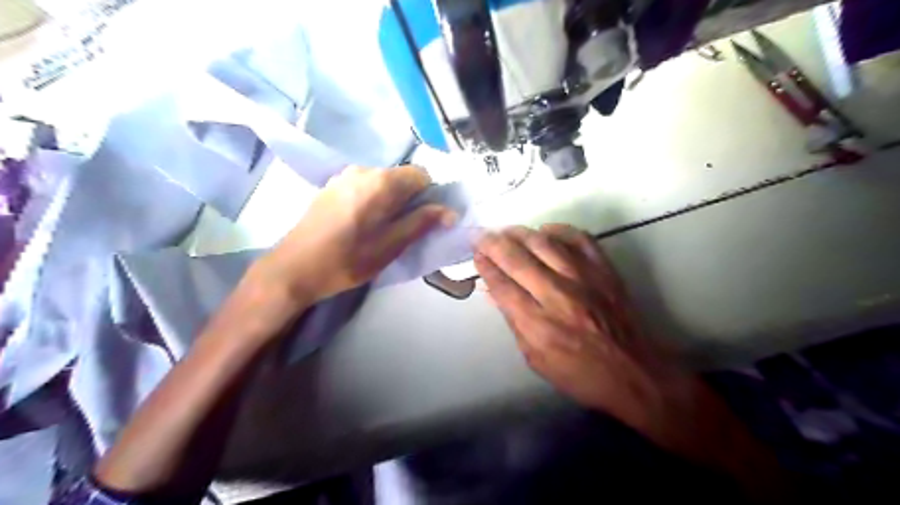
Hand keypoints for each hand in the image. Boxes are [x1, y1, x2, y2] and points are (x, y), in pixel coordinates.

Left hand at [254, 166, 452, 305]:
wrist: (293, 269)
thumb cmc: (346, 260)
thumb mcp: (390, 246)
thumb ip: (421, 223)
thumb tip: (449, 211)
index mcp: (381, 182)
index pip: (421, 175)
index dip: (430, 196)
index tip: (424, 221)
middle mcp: (362, 170)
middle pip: (401, 177)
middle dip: (410, 200)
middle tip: (403, 230)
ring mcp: (343, 176)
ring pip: (383, 182)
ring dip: (391, 201)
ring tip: (381, 230)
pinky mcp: (331, 186)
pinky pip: (364, 186)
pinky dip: (373, 200)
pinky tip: (361, 224)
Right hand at [475, 223, 690, 421]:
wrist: (634, 373)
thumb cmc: (579, 373)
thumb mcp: (535, 358)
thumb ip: (513, 321)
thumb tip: (493, 291)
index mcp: (537, 323)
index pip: (502, 284)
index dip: (484, 265)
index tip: (475, 253)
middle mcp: (557, 295)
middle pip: (517, 258)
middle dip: (492, 243)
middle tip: (480, 234)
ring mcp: (584, 278)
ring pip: (544, 243)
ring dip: (520, 232)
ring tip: (506, 230)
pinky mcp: (605, 270)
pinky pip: (579, 238)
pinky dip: (559, 229)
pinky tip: (545, 230)